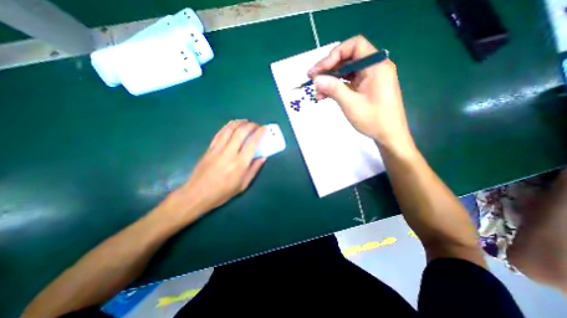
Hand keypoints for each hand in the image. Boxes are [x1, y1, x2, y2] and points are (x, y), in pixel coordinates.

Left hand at [159, 120, 265, 222]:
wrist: (197, 194)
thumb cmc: (222, 192)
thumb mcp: (243, 185)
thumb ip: (254, 170)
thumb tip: (262, 158)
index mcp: (240, 164)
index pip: (252, 143)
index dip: (260, 133)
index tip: (264, 128)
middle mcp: (229, 153)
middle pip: (241, 132)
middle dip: (250, 125)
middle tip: (256, 125)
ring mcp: (217, 149)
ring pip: (229, 129)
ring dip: (239, 122)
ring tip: (246, 121)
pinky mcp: (209, 148)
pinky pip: (220, 133)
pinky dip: (228, 126)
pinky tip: (232, 125)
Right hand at [308, 34, 415, 148]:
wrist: (389, 135)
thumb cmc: (373, 120)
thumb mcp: (351, 104)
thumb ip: (334, 89)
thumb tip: (316, 79)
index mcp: (376, 66)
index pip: (354, 46)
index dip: (335, 54)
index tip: (321, 70)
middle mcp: (374, 68)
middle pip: (348, 59)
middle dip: (329, 68)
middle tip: (312, 78)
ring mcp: (370, 78)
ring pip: (346, 72)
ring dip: (330, 80)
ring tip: (317, 92)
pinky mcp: (366, 88)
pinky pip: (349, 82)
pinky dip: (337, 87)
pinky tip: (325, 95)